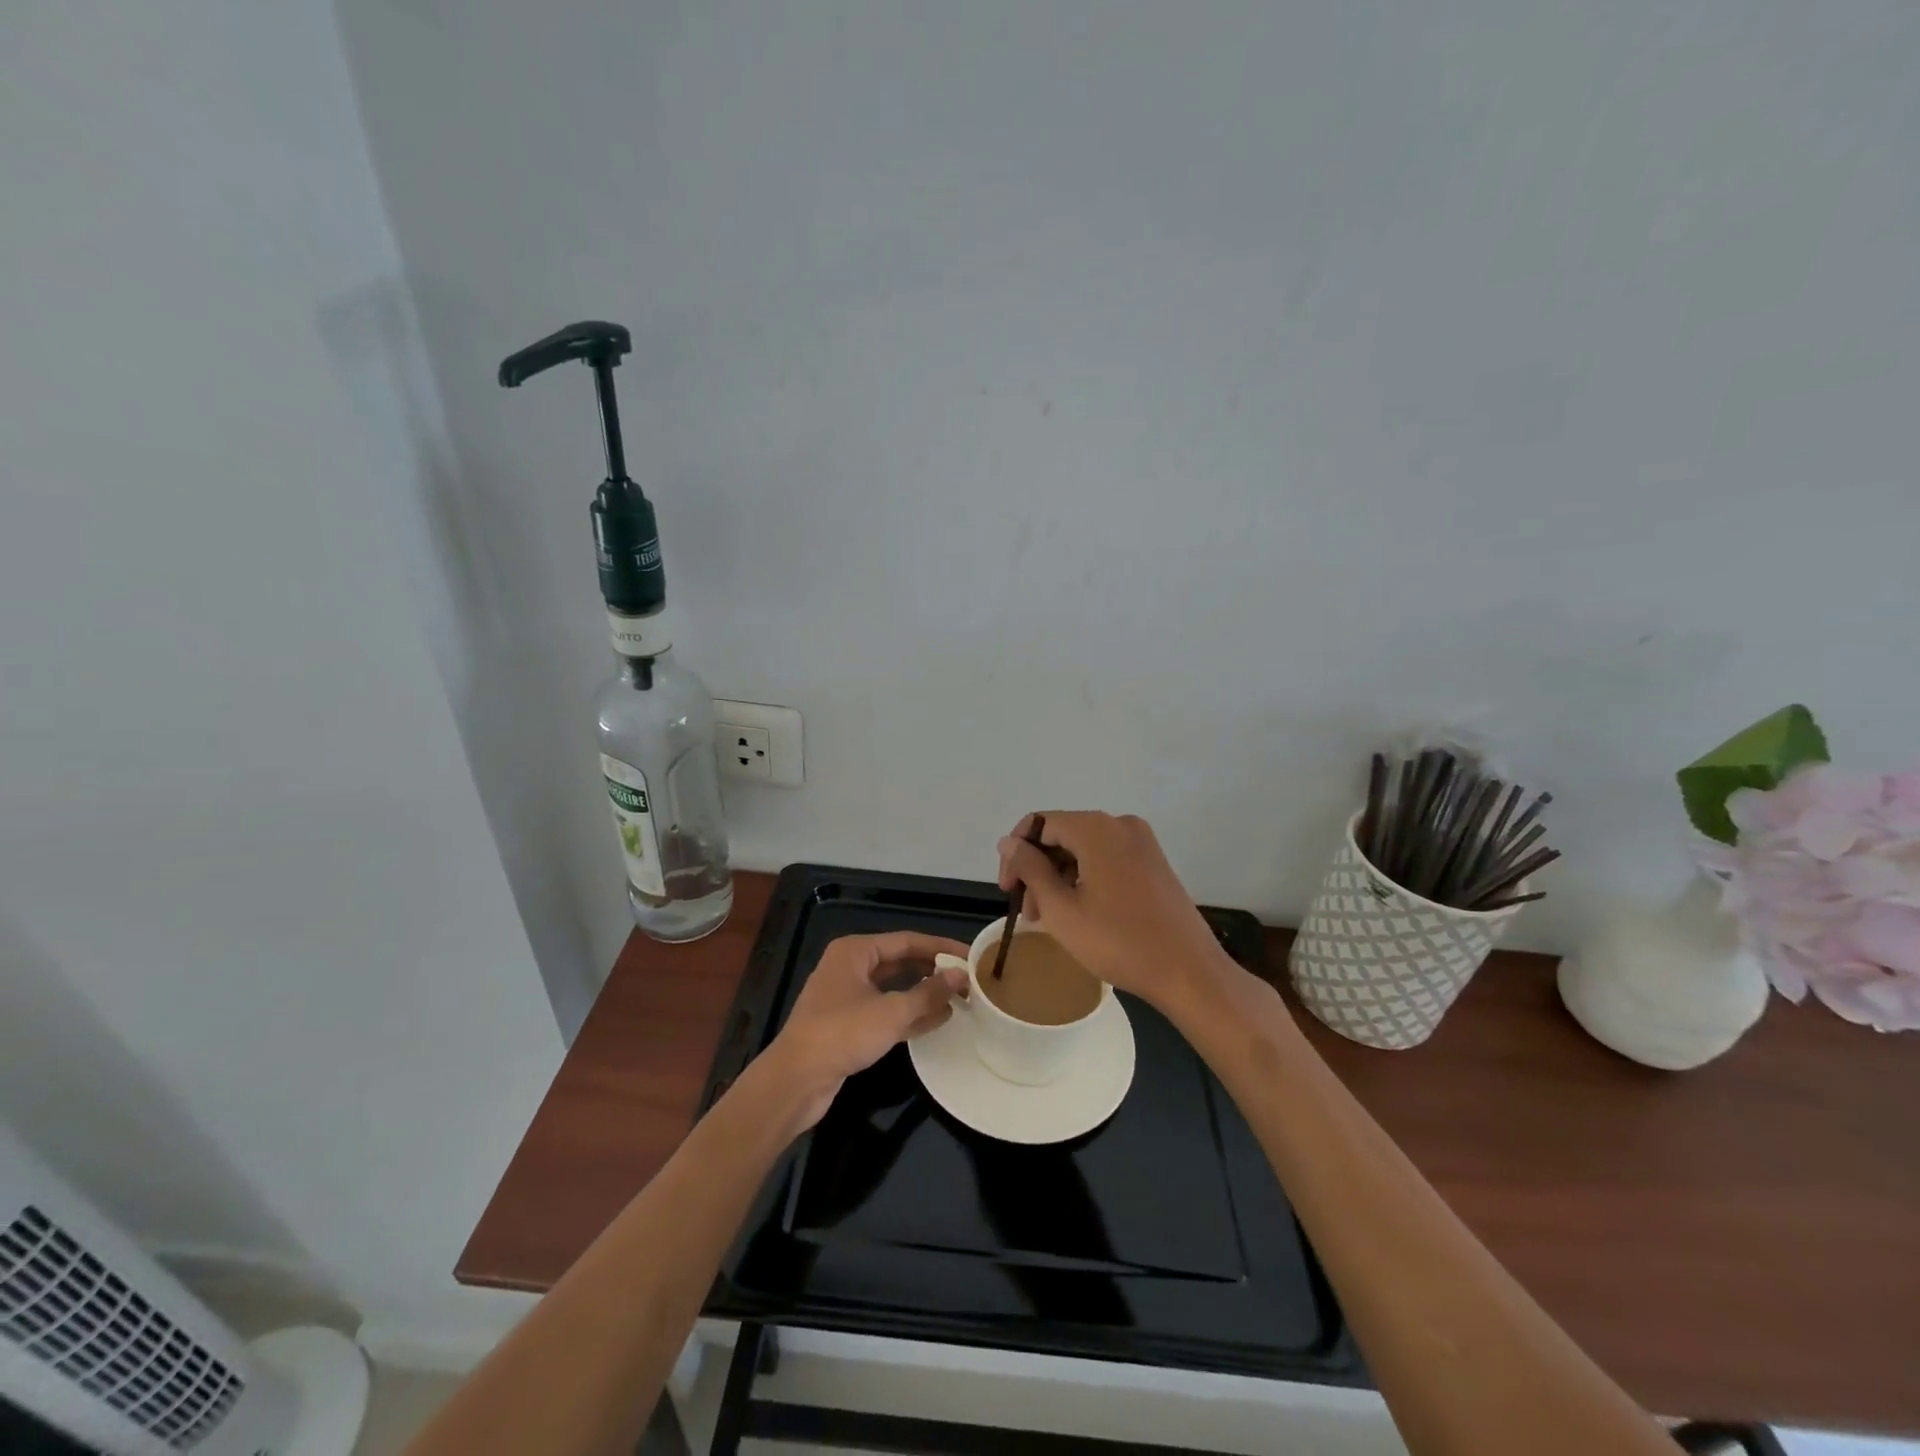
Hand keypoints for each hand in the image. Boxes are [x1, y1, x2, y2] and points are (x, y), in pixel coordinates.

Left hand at [761, 932, 968, 1129]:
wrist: (795, 1080)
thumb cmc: (842, 1033)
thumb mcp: (891, 1012)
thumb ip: (928, 993)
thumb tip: (961, 976)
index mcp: (855, 951)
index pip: (907, 941)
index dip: (941, 948)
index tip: (971, 955)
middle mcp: (850, 967)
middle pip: (901, 962)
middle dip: (934, 971)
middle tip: (968, 978)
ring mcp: (848, 996)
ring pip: (894, 988)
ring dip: (925, 994)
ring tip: (960, 999)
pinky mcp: (849, 1024)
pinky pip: (887, 1011)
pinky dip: (910, 1014)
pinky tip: (939, 1020)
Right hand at [997, 812, 1242, 1013]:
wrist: (1188, 971)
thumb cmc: (1118, 941)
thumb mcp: (1061, 908)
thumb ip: (1030, 869)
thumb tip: (1007, 842)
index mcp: (1096, 828)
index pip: (1039, 824)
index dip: (1016, 853)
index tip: (1008, 890)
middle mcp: (1120, 824)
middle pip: (1062, 835)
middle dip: (1038, 869)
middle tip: (1029, 912)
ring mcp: (1141, 843)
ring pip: (1083, 849)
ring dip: (1060, 878)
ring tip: (1049, 920)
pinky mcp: (1153, 862)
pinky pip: (1106, 859)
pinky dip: (1085, 879)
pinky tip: (1078, 912)